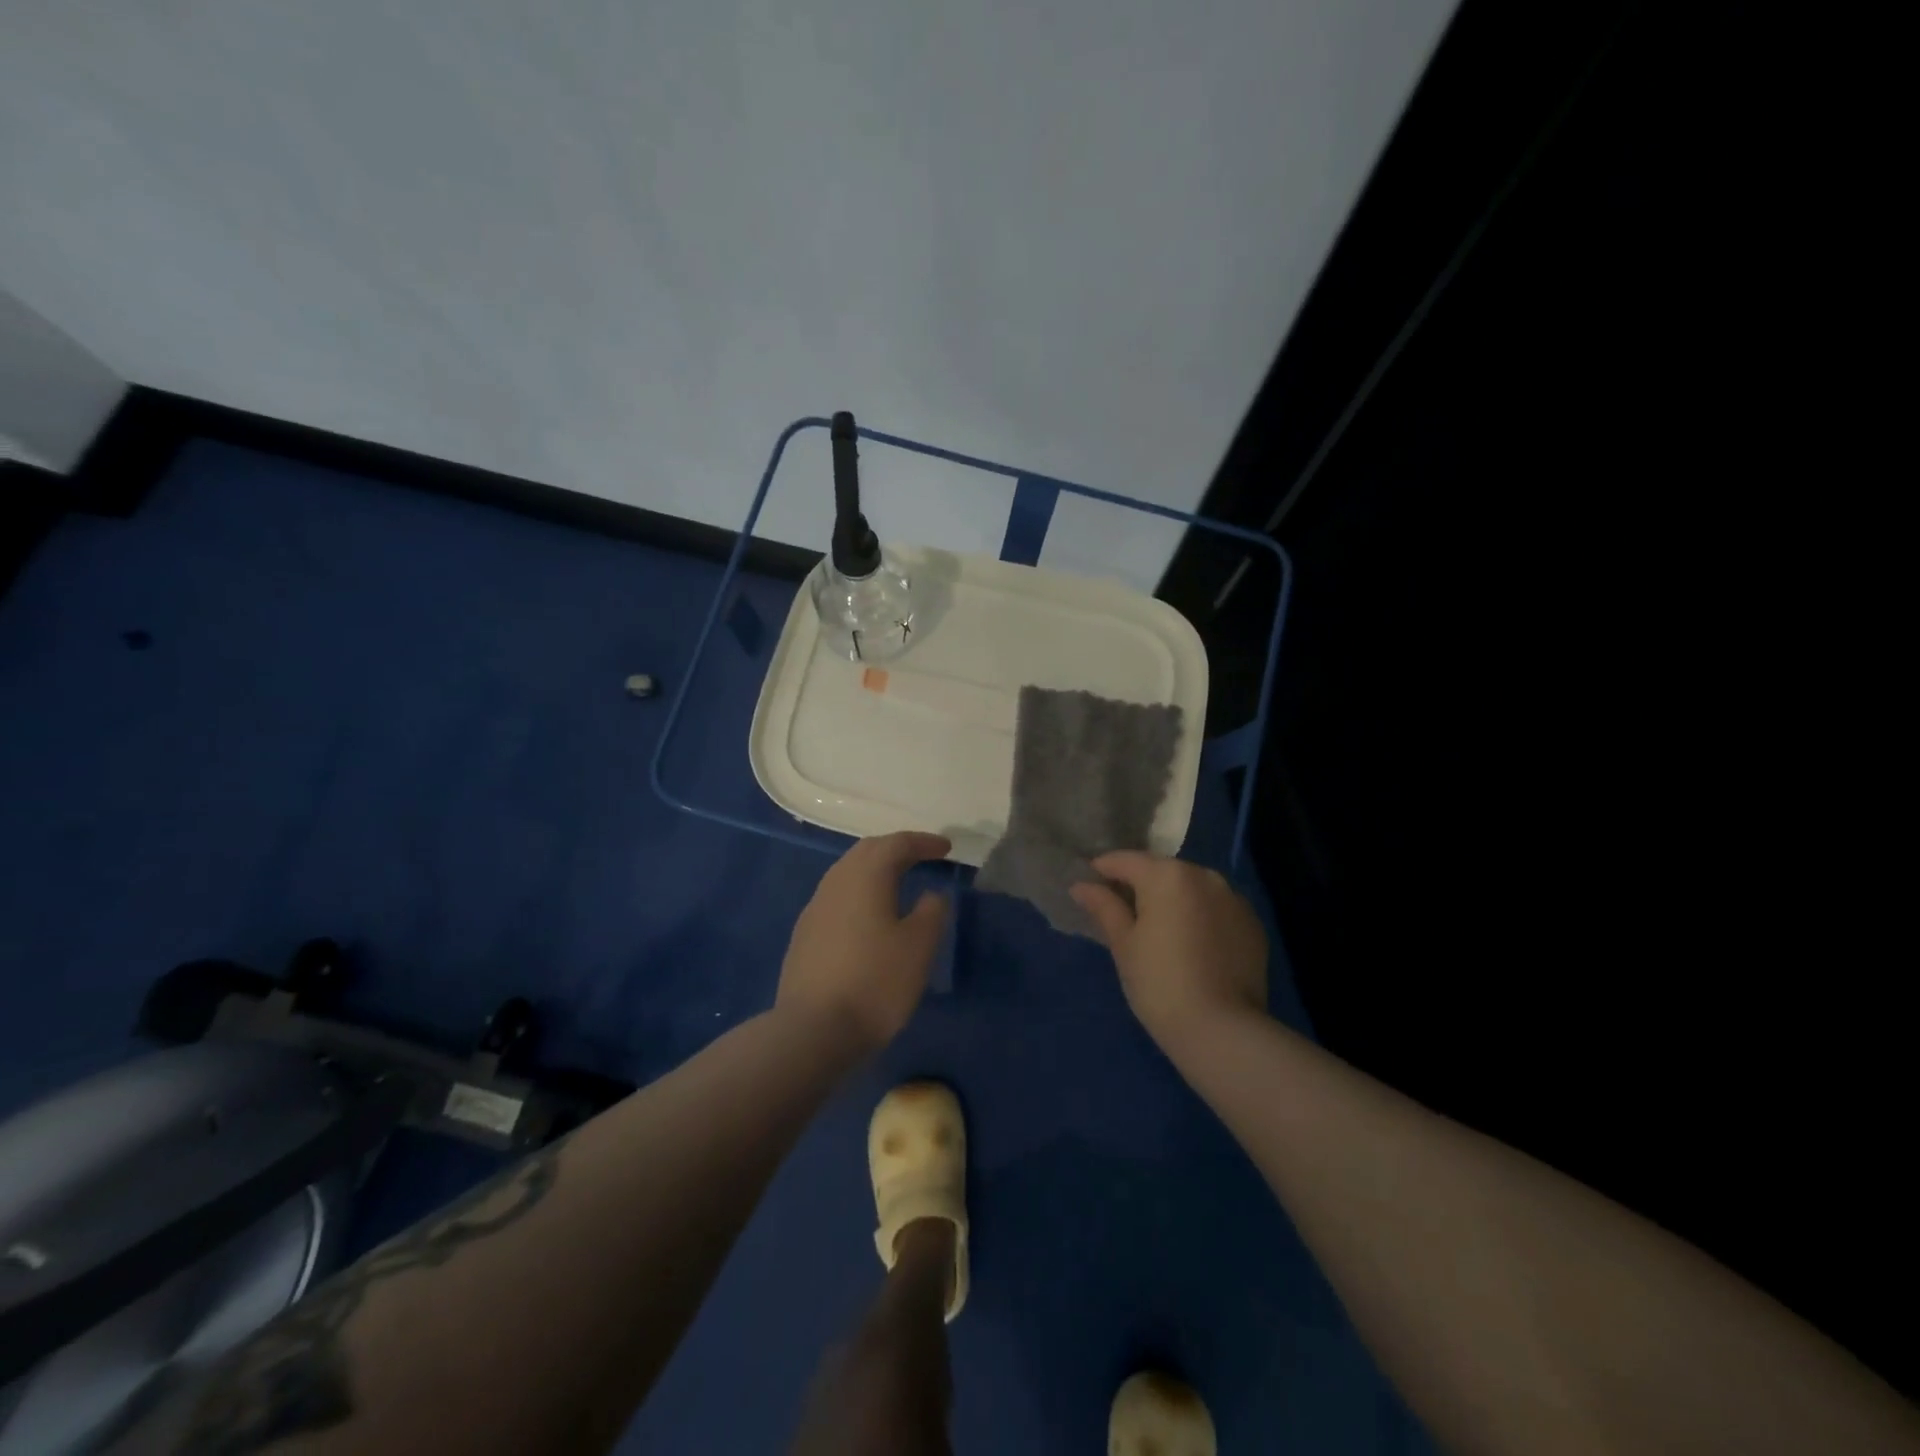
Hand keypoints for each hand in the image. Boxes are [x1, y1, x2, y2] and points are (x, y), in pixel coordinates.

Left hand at [777, 831, 951, 1052]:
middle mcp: (836, 882)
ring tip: (898, 882)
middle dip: (896, 848)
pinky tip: (869, 915)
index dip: (924, 842)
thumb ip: (931, 911)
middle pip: (868, 851)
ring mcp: (815, 908)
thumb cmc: (876, 982)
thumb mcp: (919, 947)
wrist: (813, 1030)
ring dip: (875, 869)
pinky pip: (837, 897)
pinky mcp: (805, 934)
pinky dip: (859, 892)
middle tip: (922, 857)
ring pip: (848, 872)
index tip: (946, 848)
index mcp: (866, 876)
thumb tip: (931, 893)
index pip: (897, 844)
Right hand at [1070, 852, 1267, 1049]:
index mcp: (1167, 875)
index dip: (1102, 870)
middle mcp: (1204, 875)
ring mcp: (1234, 899)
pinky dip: (1200, 917)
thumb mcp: (1123, 944)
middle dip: (1140, 885)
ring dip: (1173, 900)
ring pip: (1192, 889)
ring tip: (1159, 929)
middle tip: (1121, 912)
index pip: (1125, 860)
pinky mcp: (1253, 924)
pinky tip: (1191, 946)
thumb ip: (1104, 907)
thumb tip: (1081, 886)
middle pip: (1161, 871)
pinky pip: (1216, 909)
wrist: (1222, 1030)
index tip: (1088, 886)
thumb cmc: (1159, 982)